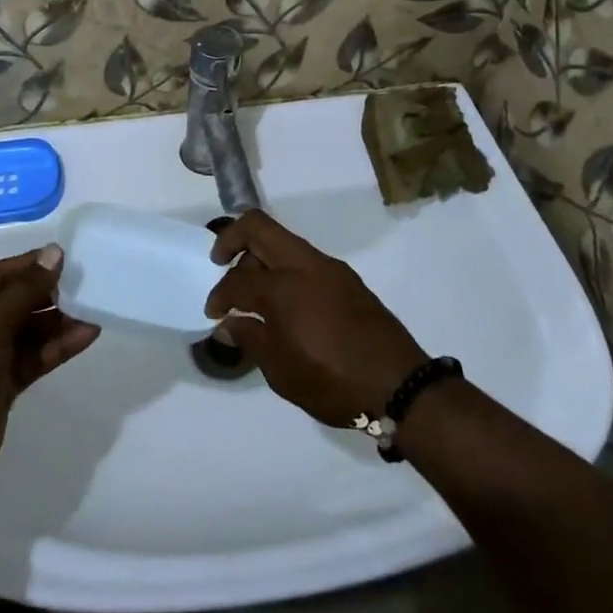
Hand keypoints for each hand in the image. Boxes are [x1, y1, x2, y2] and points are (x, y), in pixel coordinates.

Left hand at [0, 245, 99, 477]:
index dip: (29, 265)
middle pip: (13, 301)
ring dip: (57, 322)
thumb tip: (54, 252)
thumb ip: (24, 290)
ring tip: (90, 313)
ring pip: (27, 330)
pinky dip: (57, 347)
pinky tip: (86, 336)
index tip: (63, 258)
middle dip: (47, 295)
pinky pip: (33, 356)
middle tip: (81, 287)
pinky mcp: (2, 382)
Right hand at [205, 211, 428, 426]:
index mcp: (284, 288)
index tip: (213, 314)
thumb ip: (251, 338)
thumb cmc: (333, 382)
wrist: (399, 385)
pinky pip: (304, 259)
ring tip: (252, 291)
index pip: (238, 280)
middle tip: (219, 263)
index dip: (218, 295)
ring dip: (261, 255)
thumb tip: (229, 322)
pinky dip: (284, 269)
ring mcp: (329, 268)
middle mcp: (305, 265)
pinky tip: (283, 301)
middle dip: (231, 239)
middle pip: (258, 227)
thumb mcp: (282, 371)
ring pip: (283, 241)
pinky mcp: (346, 279)